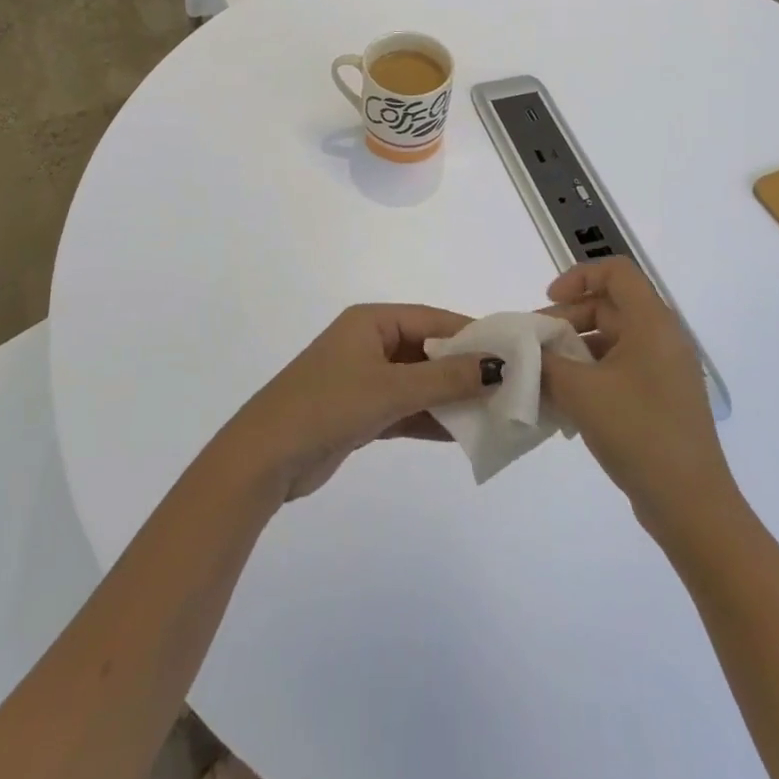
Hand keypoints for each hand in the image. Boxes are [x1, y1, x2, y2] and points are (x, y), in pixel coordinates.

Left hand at [229, 305, 503, 500]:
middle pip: (429, 350)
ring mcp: (365, 378)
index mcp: (372, 321)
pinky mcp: (362, 411)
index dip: (472, 335)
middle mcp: (370, 342)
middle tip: (510, 387)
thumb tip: (498, 365)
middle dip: (466, 369)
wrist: (266, 458)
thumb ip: (446, 377)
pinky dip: (432, 419)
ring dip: (452, 397)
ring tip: (496, 413)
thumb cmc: (328, 406)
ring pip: (420, 382)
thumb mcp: (392, 388)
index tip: (513, 353)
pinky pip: (407, 408)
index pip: (433, 319)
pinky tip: (465, 433)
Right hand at [541, 259, 733, 533]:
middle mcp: (663, 338)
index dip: (578, 276)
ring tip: (542, 377)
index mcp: (652, 323)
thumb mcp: (579, 391)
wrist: (691, 505)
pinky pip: (619, 369)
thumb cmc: (638, 433)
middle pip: (609, 306)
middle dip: (566, 320)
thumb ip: (543, 362)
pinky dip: (590, 375)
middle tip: (533, 348)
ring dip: (574, 351)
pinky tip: (564, 403)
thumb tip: (521, 351)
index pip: (616, 271)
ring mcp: (664, 371)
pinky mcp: (661, 399)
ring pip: (611, 340)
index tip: (548, 302)